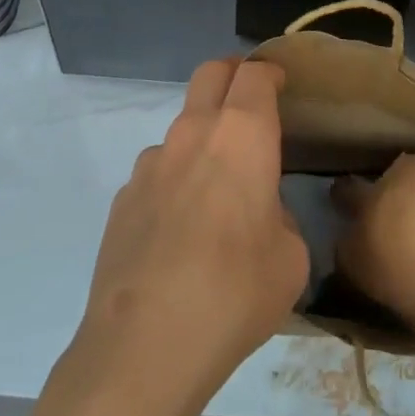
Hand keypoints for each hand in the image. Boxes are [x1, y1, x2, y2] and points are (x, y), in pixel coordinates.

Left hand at [75, 58, 307, 401]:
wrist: (144, 343)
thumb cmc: (234, 292)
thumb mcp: (290, 259)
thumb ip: (280, 218)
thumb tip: (261, 213)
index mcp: (242, 136)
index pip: (255, 75)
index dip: (270, 72)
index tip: (280, 83)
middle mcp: (193, 133)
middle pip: (210, 73)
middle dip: (232, 74)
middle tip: (249, 99)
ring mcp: (151, 162)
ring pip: (181, 125)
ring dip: (202, 136)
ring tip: (215, 188)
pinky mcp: (123, 196)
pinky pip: (157, 171)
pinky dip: (174, 180)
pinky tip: (179, 229)